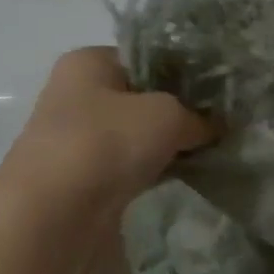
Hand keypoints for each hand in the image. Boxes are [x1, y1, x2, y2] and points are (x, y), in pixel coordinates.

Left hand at [3, 48, 214, 208]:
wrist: (53, 215)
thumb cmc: (106, 143)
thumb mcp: (167, 115)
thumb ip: (197, 116)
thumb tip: (214, 127)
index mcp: (89, 62)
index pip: (147, 58)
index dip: (185, 74)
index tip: (218, 95)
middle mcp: (77, 94)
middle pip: (142, 98)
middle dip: (180, 112)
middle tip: (219, 126)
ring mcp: (77, 139)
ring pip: (136, 135)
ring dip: (167, 145)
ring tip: (207, 153)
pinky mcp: (82, 178)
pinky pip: (128, 166)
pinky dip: (152, 170)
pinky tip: (181, 178)